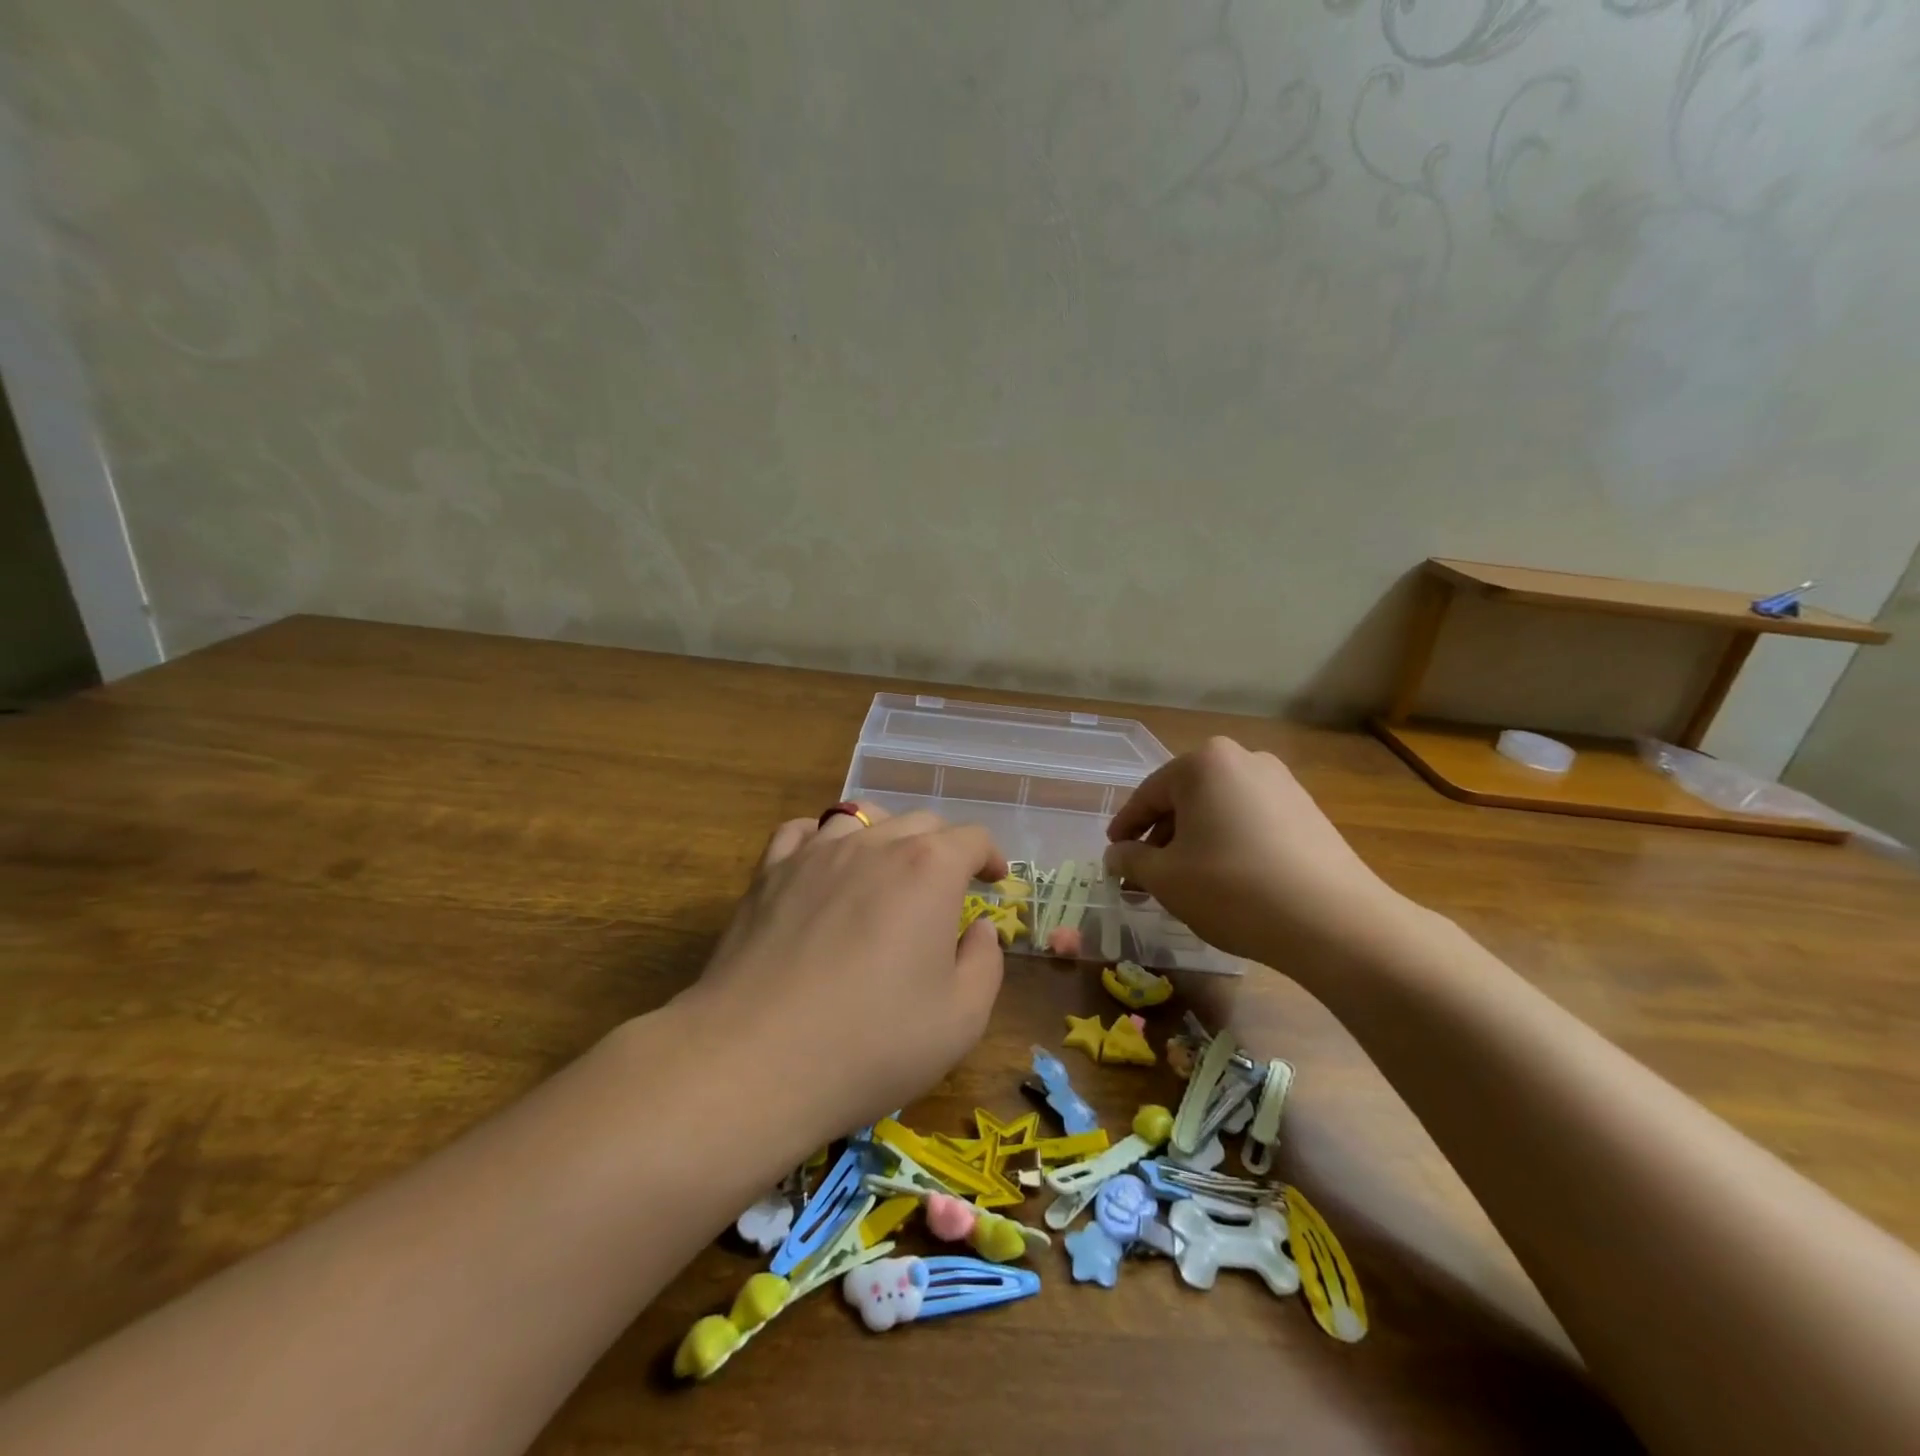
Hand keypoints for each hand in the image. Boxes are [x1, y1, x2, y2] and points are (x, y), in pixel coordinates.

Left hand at [679, 805, 1008, 1143]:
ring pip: (861, 818)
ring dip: (886, 835)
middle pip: (920, 822)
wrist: (756, 1061)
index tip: (994, 880)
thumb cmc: (872, 1043)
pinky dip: (822, 839)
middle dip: (944, 847)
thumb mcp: (962, 1018)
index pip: (971, 839)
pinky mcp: (768, 874)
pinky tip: (823, 865)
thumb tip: (977, 928)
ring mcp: (814, 854)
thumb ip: (985, 962)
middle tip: (947, 887)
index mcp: (929, 869)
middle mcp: (873, 844)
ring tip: (887, 868)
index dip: (990, 856)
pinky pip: (801, 832)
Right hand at [1103, 737, 1414, 976]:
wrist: (1333, 922)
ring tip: (1184, 882)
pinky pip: (1250, 821)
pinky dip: (1228, 844)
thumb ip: (1131, 860)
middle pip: (1185, 799)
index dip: (1125, 828)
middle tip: (1145, 875)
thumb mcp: (1165, 878)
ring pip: (1218, 810)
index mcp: (1203, 763)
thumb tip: (1116, 855)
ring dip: (1194, 842)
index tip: (1113, 855)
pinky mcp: (1307, 811)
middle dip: (1161, 837)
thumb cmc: (1232, 888)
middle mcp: (1243, 759)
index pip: (1148, 795)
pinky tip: (1226, 880)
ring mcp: (1281, 783)